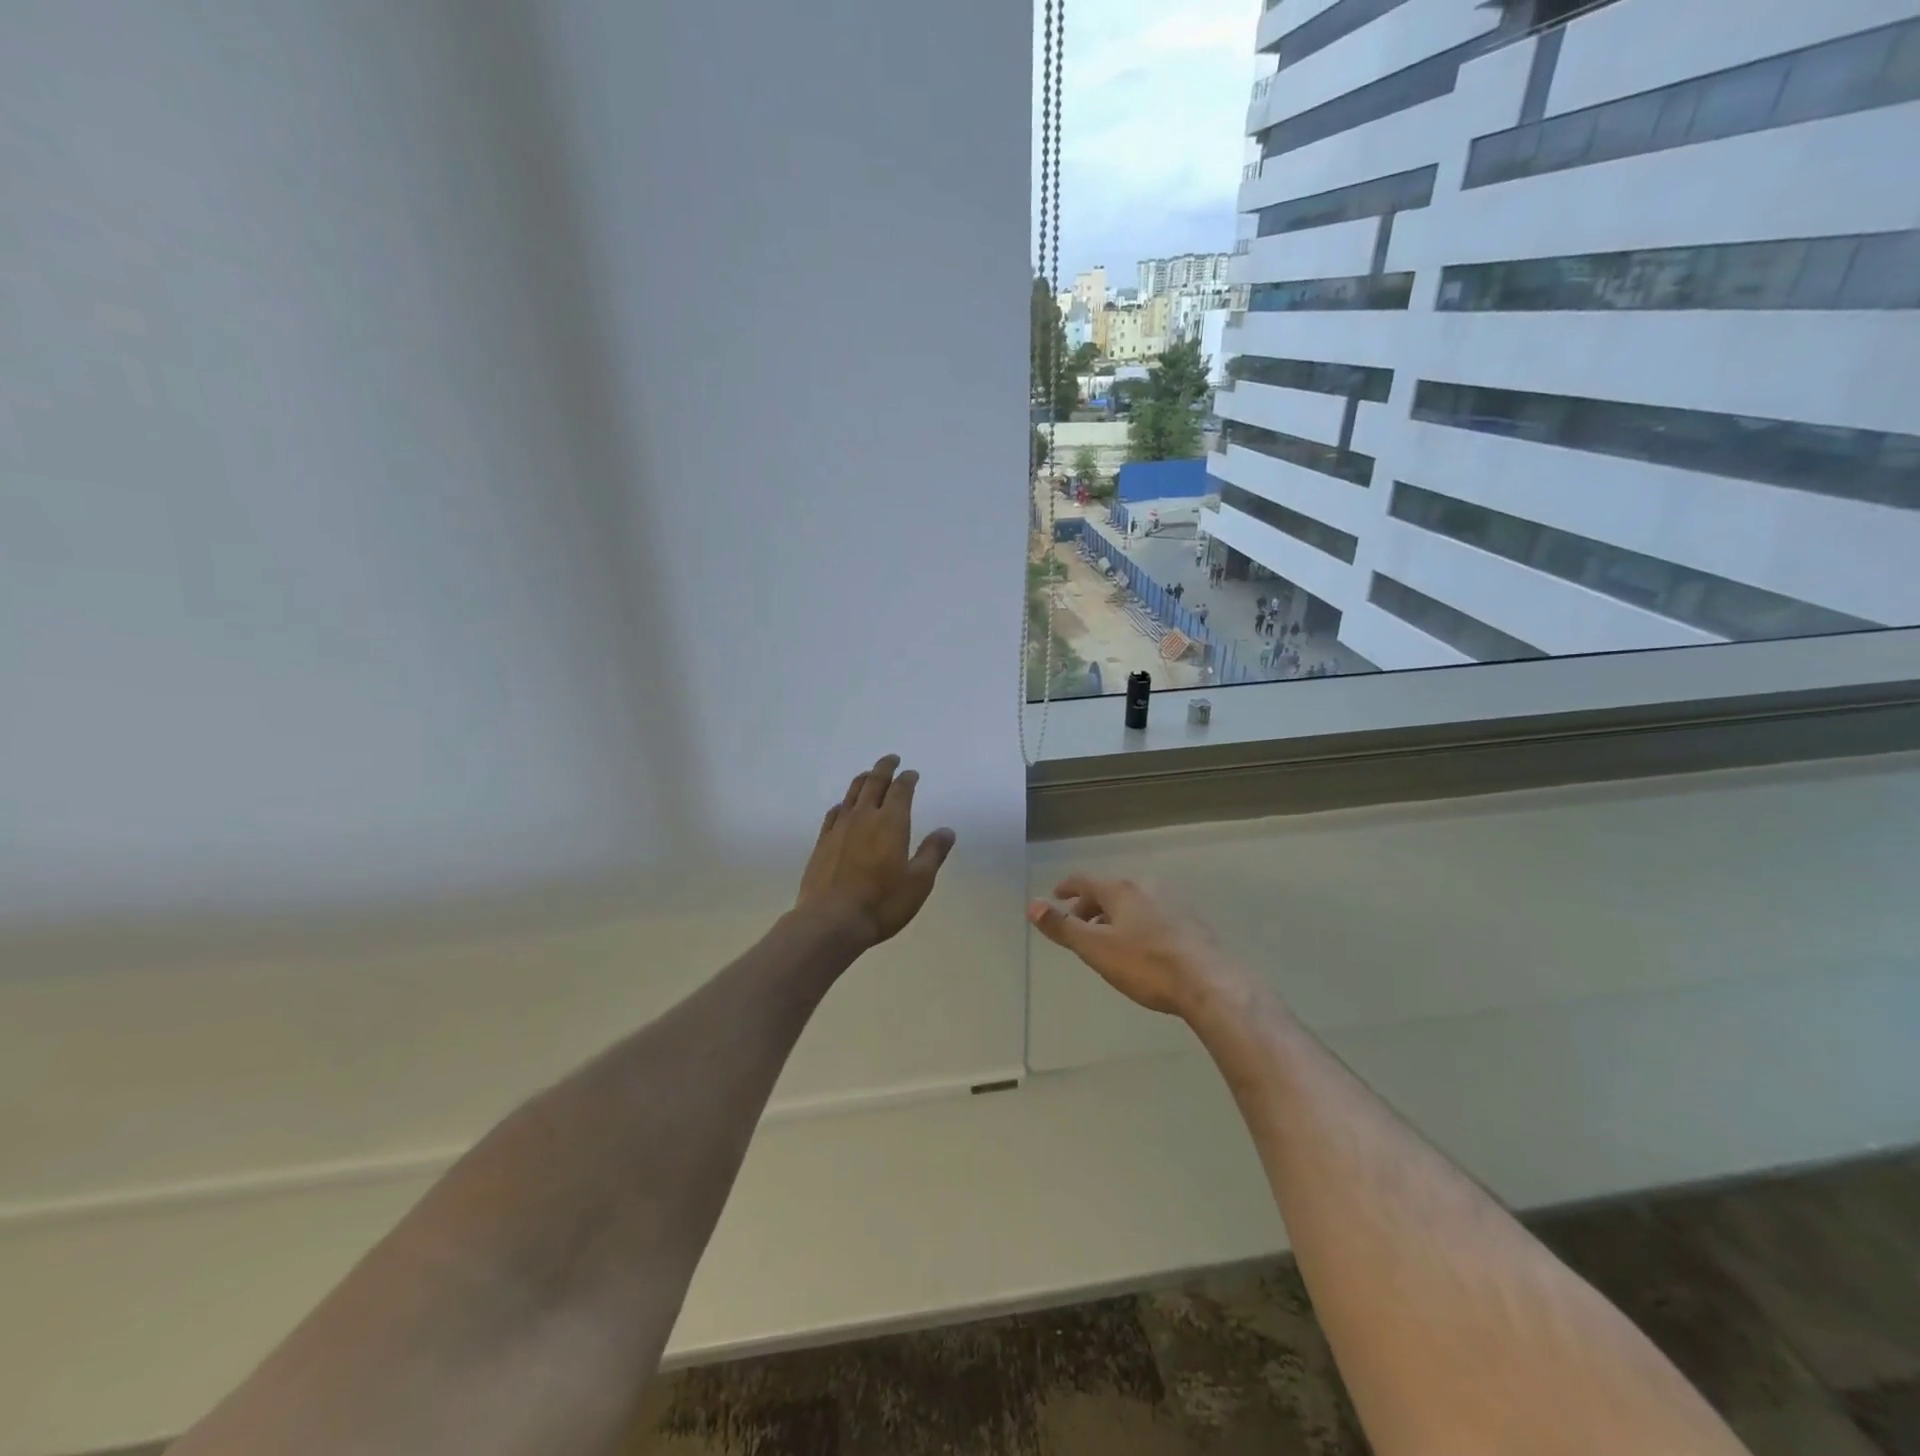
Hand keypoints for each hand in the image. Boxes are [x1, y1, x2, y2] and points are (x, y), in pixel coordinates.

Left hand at [796, 754, 956, 948]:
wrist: (831, 921)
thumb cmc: (882, 903)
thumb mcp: (919, 882)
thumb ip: (933, 853)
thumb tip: (946, 830)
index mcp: (891, 823)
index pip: (901, 790)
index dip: (907, 779)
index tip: (912, 773)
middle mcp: (864, 817)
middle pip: (874, 783)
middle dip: (884, 768)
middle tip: (891, 759)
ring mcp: (840, 828)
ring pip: (852, 793)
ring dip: (863, 780)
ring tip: (869, 775)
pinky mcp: (823, 842)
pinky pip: (834, 813)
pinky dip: (843, 803)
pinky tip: (844, 807)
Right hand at [1027, 875, 1243, 1019]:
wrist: (1210, 983)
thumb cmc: (1146, 965)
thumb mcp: (1096, 949)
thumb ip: (1063, 928)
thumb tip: (1031, 905)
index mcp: (1120, 891)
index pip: (1085, 880)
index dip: (1067, 887)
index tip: (1055, 895)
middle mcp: (1146, 889)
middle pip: (1110, 891)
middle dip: (1091, 905)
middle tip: (1079, 923)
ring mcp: (1172, 904)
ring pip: (1134, 904)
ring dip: (1116, 916)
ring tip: (1108, 938)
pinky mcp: (1192, 923)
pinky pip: (1154, 916)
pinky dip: (1139, 925)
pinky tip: (1143, 948)